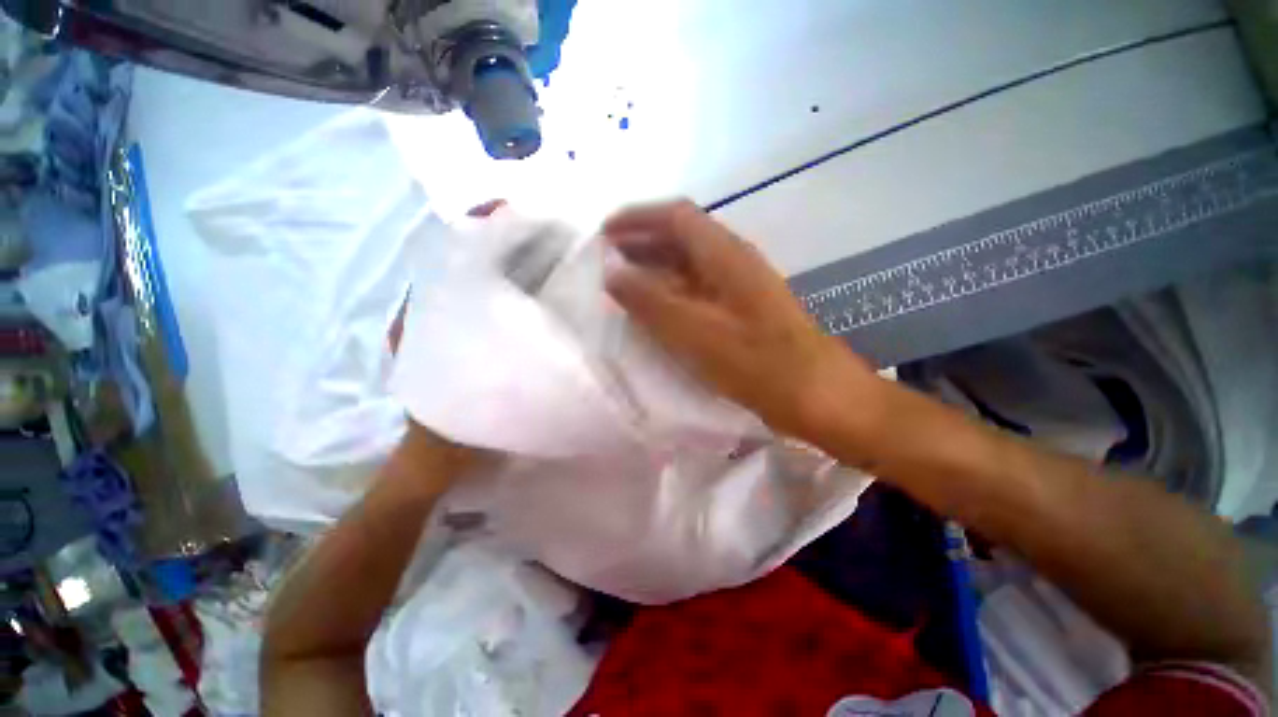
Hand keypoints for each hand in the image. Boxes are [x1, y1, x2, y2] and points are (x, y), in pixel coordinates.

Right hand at [602, 200, 875, 439]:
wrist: (814, 393)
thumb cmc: (755, 361)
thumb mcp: (694, 331)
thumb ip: (649, 300)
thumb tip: (611, 273)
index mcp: (725, 253)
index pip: (675, 216)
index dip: (637, 219)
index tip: (604, 235)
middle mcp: (733, 260)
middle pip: (682, 237)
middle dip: (642, 243)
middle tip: (607, 261)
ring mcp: (739, 285)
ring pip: (689, 264)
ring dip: (655, 268)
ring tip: (623, 284)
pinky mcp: (741, 309)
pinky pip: (698, 289)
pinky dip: (671, 292)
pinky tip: (656, 309)